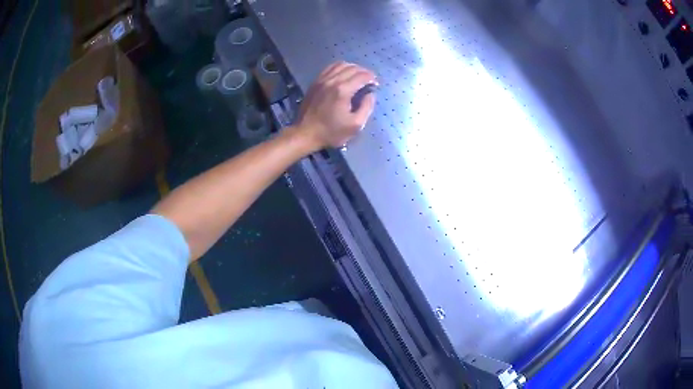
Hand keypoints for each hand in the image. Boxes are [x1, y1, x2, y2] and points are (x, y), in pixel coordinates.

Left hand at [294, 62, 377, 150]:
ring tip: (357, 76)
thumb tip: (371, 94)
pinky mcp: (315, 82)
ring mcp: (322, 80)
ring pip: (341, 65)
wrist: (305, 133)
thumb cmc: (331, 132)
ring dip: (353, 68)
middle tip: (369, 81)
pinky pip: (330, 68)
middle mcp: (332, 80)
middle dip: (364, 72)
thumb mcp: (355, 125)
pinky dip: (340, 68)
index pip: (362, 76)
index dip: (372, 78)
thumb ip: (367, 107)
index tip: (375, 85)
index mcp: (343, 90)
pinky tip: (343, 75)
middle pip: (353, 68)